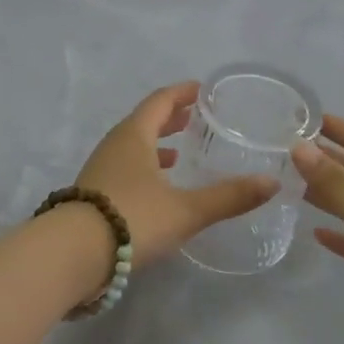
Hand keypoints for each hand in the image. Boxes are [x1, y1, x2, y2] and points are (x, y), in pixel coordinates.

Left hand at [76, 82, 279, 267]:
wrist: (72, 254)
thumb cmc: (132, 218)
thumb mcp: (186, 210)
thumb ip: (229, 197)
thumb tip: (272, 182)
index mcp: (134, 136)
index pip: (160, 101)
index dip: (182, 93)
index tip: (202, 89)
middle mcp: (114, 145)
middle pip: (144, 122)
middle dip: (170, 118)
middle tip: (195, 117)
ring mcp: (100, 169)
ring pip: (133, 147)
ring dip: (156, 144)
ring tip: (179, 153)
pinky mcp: (93, 194)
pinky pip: (124, 168)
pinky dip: (145, 168)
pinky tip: (157, 190)